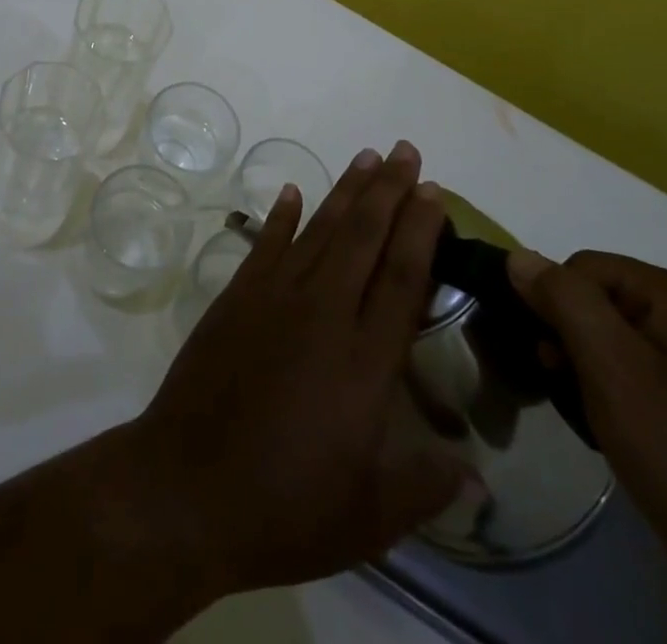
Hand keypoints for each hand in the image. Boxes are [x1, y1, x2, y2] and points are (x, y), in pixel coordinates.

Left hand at [124, 143, 460, 594]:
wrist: (187, 488)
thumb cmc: (285, 507)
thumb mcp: (369, 516)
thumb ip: (425, 486)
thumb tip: (479, 478)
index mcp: (365, 361)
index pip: (402, 277)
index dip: (420, 229)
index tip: (433, 191)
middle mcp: (323, 313)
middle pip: (364, 237)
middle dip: (388, 189)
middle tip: (405, 149)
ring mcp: (274, 298)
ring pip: (320, 230)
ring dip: (345, 190)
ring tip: (366, 156)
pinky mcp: (236, 297)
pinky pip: (264, 244)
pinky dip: (280, 214)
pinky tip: (292, 191)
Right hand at [509, 250, 666, 643]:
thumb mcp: (609, 368)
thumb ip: (562, 299)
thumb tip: (520, 256)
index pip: (588, 267)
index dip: (558, 307)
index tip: (554, 362)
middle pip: (611, 299)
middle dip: (578, 338)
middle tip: (571, 389)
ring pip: (632, 337)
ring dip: (601, 367)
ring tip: (600, 416)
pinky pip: (661, 370)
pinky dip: (633, 389)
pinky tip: (635, 431)